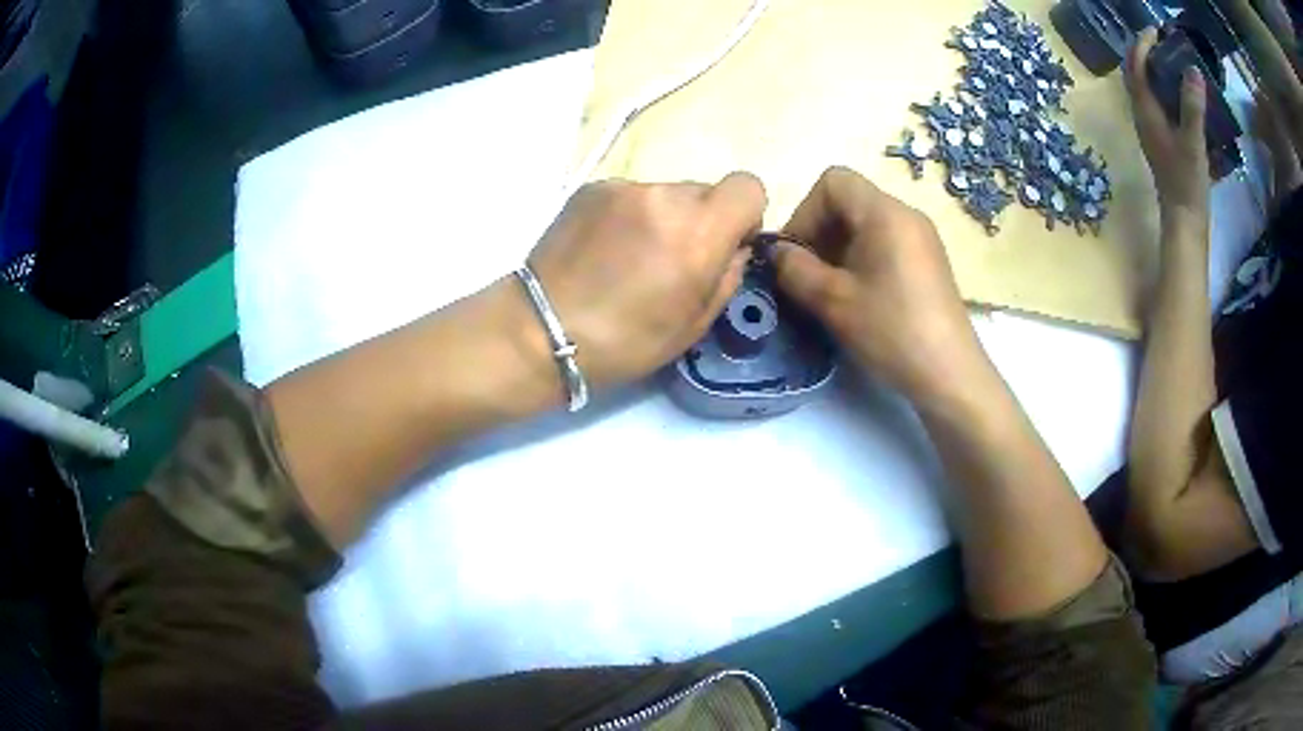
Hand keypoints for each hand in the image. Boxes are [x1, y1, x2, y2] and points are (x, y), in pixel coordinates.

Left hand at [527, 173, 765, 388]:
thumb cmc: (625, 341)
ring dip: (662, 218)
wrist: (542, 330)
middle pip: (705, 191)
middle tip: (671, 260)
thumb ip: (728, 275)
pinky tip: (604, 250)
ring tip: (630, 258)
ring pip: (666, 194)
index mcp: (699, 231)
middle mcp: (666, 195)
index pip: (748, 186)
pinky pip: (630, 195)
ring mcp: (624, 187)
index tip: (726, 244)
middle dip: (700, 220)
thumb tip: (733, 247)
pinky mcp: (591, 187)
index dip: (744, 214)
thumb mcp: (695, 324)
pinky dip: (628, 215)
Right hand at [771, 167, 986, 404]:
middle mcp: (906, 214)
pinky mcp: (928, 261)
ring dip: (838, 248)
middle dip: (819, 231)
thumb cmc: (891, 331)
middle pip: (849, 200)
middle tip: (807, 276)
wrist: (949, 374)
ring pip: (866, 223)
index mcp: (885, 212)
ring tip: (830, 290)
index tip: (796, 255)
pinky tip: (858, 297)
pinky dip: (861, 258)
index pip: (833, 182)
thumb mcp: (833, 301)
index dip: (805, 211)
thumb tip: (776, 253)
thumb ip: (794, 269)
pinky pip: (885, 242)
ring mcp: (921, 237)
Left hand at [1124, 28, 1209, 219]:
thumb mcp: (1193, 142)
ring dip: (1155, 72)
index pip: (1135, 66)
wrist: (1185, 222)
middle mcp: (1143, 116)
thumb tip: (1193, 69)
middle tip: (1163, 43)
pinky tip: (1181, 95)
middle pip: (1137, 75)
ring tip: (1172, 62)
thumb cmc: (1187, 182)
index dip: (1142, 44)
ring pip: (1147, 90)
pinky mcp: (1162, 142)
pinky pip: (1159, 106)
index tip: (1154, 31)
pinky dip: (1166, 92)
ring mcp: (1152, 130)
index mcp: (1145, 112)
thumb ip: (1193, 106)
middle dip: (1146, 53)